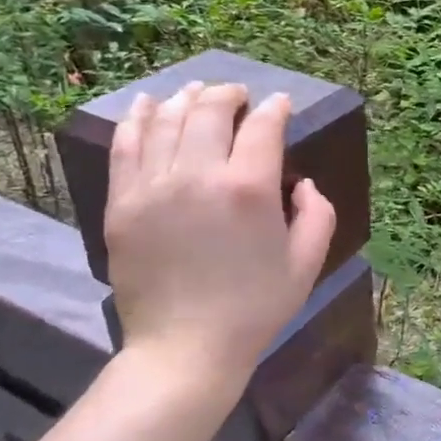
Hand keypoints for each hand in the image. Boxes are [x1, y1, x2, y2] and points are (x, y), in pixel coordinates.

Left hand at [104, 81, 335, 383]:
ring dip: (187, 99)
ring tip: (197, 92)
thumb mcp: (307, 264)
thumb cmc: (255, 308)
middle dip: (229, 95)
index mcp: (249, 190)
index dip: (275, 109)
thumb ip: (318, 214)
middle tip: (239, 96)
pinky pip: (126, 145)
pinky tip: (149, 105)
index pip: (263, 128)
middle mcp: (199, 175)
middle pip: (211, 111)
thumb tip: (302, 183)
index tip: (280, 104)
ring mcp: (153, 186)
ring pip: (168, 120)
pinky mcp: (122, 203)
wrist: (185, 348)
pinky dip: (139, 118)